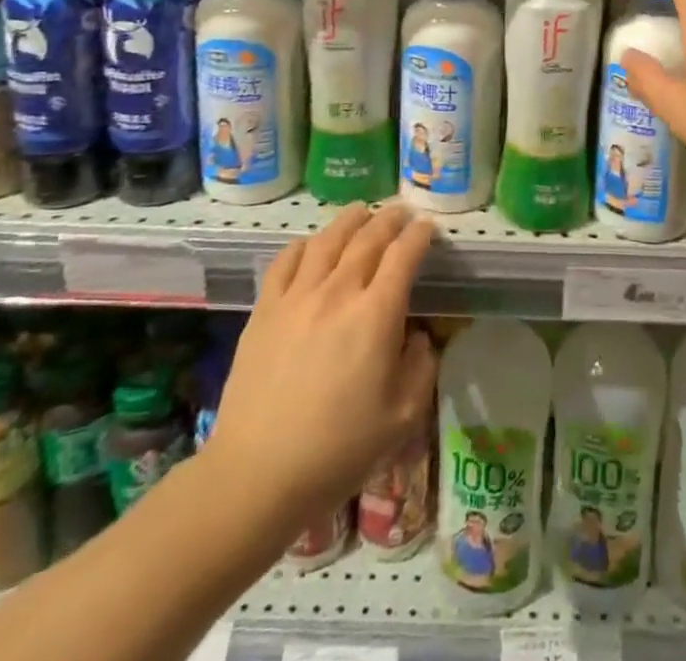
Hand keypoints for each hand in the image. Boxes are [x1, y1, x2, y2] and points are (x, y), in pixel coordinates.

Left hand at [203, 204, 437, 522]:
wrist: (258, 473)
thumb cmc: (339, 450)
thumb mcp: (402, 417)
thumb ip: (421, 367)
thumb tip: (417, 336)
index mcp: (376, 314)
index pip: (403, 256)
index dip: (418, 236)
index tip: (427, 226)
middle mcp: (338, 292)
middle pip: (367, 238)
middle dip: (388, 220)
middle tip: (400, 212)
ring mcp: (297, 296)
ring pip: (327, 240)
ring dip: (349, 221)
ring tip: (360, 212)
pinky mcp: (265, 309)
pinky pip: (285, 261)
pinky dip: (303, 245)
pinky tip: (310, 245)